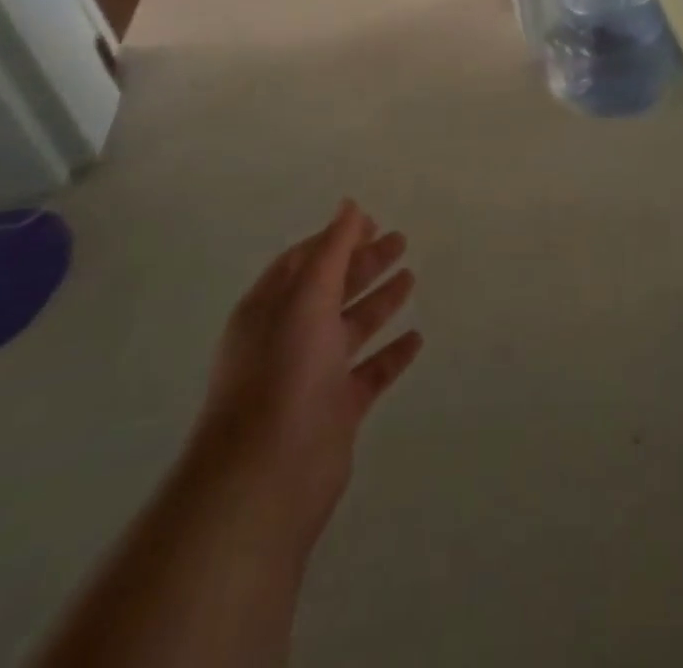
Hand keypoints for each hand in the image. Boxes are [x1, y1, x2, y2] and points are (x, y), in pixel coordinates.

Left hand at [193, 201, 421, 552]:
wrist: (266, 477)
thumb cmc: (282, 373)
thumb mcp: (306, 298)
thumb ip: (332, 250)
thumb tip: (349, 205)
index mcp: (272, 308)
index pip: (305, 261)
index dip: (336, 238)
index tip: (373, 222)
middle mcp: (290, 336)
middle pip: (332, 289)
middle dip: (364, 263)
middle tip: (402, 241)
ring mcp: (313, 374)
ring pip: (352, 327)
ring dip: (379, 302)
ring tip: (411, 277)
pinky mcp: (336, 409)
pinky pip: (370, 372)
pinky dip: (391, 353)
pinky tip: (416, 338)